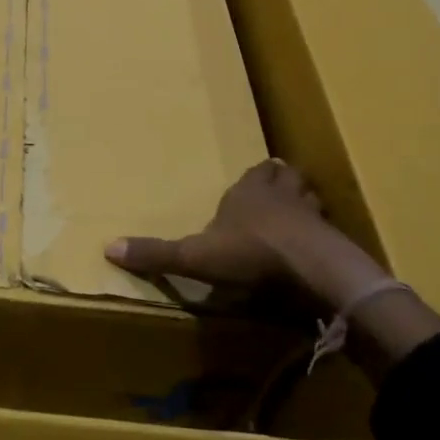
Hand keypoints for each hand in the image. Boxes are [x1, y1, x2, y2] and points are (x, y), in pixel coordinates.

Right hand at [105, 158, 391, 317]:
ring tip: (298, 219)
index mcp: (248, 192)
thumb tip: (107, 247)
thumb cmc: (249, 252)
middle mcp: (281, 194)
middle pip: (286, 176)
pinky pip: (328, 229)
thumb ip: (156, 254)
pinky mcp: (333, 239)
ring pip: (310, 197)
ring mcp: (311, 214)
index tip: (251, 184)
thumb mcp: (194, 256)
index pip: (255, 172)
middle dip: (282, 182)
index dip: (254, 178)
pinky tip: (315, 250)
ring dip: (304, 204)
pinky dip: (322, 235)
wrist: (310, 267)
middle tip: (276, 193)